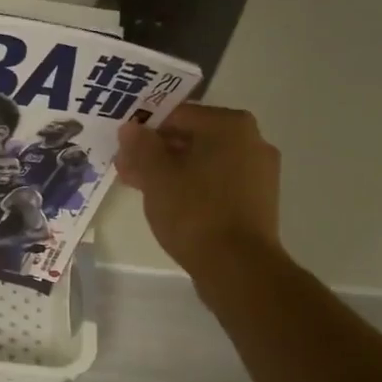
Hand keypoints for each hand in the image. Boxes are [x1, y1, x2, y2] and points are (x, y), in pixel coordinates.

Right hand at [116, 104, 282, 275]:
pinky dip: (193, 186)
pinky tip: (169, 203)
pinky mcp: (257, 199)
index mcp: (230, 125)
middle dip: (156, 151)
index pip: (177, 114)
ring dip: (171, 170)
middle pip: (192, 137)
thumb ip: (141, 146)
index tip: (123, 149)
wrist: (238, 267)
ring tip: (142, 188)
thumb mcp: (156, 176)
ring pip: (204, 161)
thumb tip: (130, 128)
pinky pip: (217, 182)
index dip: (144, 130)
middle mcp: (252, 140)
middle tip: (127, 169)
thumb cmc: (194, 212)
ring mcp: (259, 171)